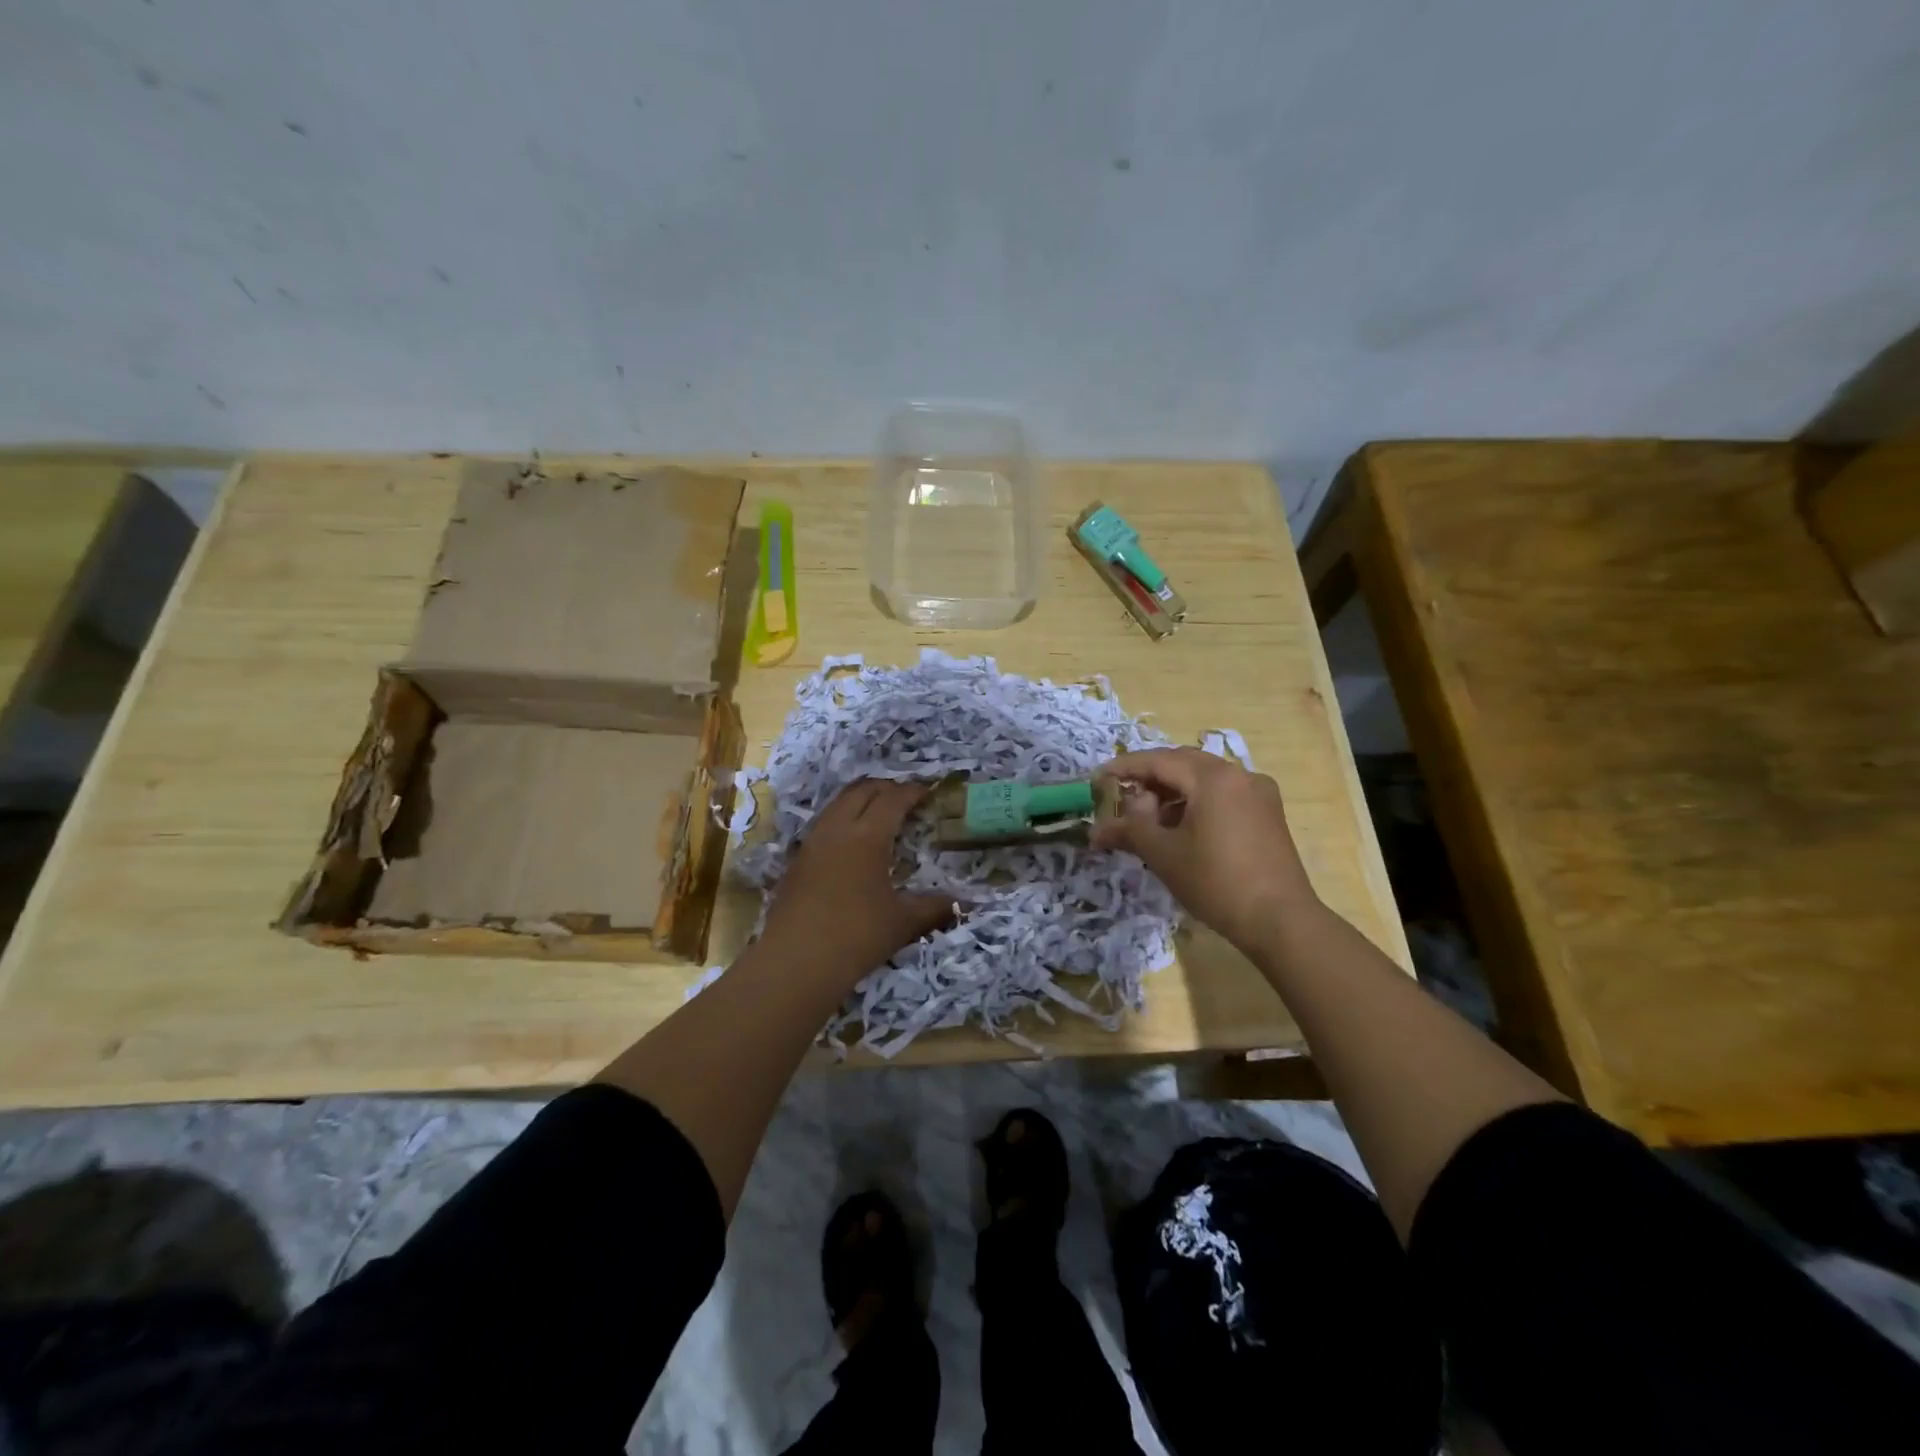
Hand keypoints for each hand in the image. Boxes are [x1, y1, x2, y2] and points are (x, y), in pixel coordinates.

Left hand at [759, 779, 954, 981]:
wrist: (795, 963)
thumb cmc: (856, 936)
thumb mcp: (903, 922)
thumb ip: (934, 907)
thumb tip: (965, 904)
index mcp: (868, 836)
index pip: (893, 799)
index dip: (912, 791)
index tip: (929, 792)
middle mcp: (837, 829)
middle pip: (861, 790)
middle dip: (885, 788)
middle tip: (905, 798)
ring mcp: (812, 844)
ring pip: (837, 804)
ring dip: (860, 800)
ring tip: (879, 814)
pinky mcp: (797, 861)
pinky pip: (824, 825)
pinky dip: (842, 820)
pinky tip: (851, 844)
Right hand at [1093, 747, 1318, 952]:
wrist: (1280, 920)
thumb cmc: (1216, 881)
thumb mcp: (1163, 854)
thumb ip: (1129, 829)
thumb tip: (1097, 828)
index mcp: (1213, 777)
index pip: (1158, 761)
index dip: (1124, 768)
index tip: (1098, 778)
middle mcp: (1239, 774)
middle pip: (1182, 764)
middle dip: (1149, 778)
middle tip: (1120, 797)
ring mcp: (1258, 793)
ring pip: (1204, 780)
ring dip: (1172, 793)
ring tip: (1148, 820)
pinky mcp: (1268, 814)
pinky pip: (1223, 795)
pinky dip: (1196, 803)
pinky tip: (1181, 828)